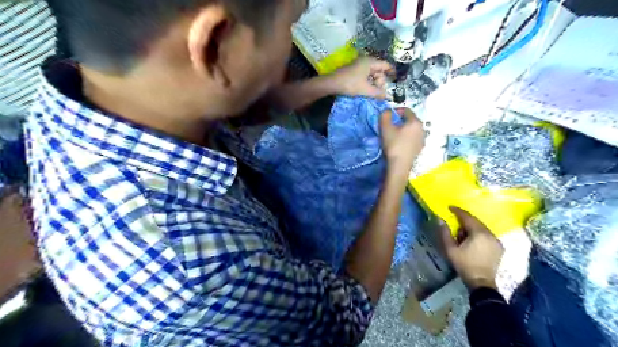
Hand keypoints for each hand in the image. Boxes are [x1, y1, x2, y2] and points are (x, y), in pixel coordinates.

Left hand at [331, 55, 392, 96]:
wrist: (331, 83)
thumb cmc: (350, 84)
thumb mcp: (365, 90)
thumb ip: (378, 93)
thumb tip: (388, 97)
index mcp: (370, 62)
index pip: (386, 65)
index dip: (392, 73)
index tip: (396, 81)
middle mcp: (366, 61)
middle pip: (379, 71)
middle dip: (380, 82)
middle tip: (377, 92)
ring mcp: (359, 65)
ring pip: (372, 74)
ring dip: (374, 84)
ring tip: (371, 93)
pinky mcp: (354, 71)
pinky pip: (366, 76)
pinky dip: (368, 83)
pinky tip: (365, 90)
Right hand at [382, 109, 425, 176]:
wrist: (399, 165)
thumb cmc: (393, 144)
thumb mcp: (385, 128)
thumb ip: (385, 115)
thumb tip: (387, 111)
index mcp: (415, 121)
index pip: (406, 110)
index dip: (396, 111)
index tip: (388, 117)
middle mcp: (422, 128)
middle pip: (410, 120)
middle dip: (400, 121)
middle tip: (390, 126)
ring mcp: (422, 139)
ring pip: (412, 130)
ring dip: (404, 130)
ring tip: (394, 136)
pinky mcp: (420, 148)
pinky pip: (413, 139)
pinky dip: (407, 138)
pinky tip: (399, 144)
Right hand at [436, 208, 503, 291]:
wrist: (481, 282)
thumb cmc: (464, 264)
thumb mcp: (450, 249)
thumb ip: (445, 233)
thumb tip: (439, 219)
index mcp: (478, 233)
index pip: (467, 217)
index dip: (458, 211)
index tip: (449, 207)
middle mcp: (490, 234)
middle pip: (476, 221)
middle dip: (465, 219)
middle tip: (454, 220)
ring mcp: (496, 240)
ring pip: (482, 228)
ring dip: (472, 227)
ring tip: (462, 233)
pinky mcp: (499, 247)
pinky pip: (487, 234)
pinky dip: (479, 233)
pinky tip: (472, 240)